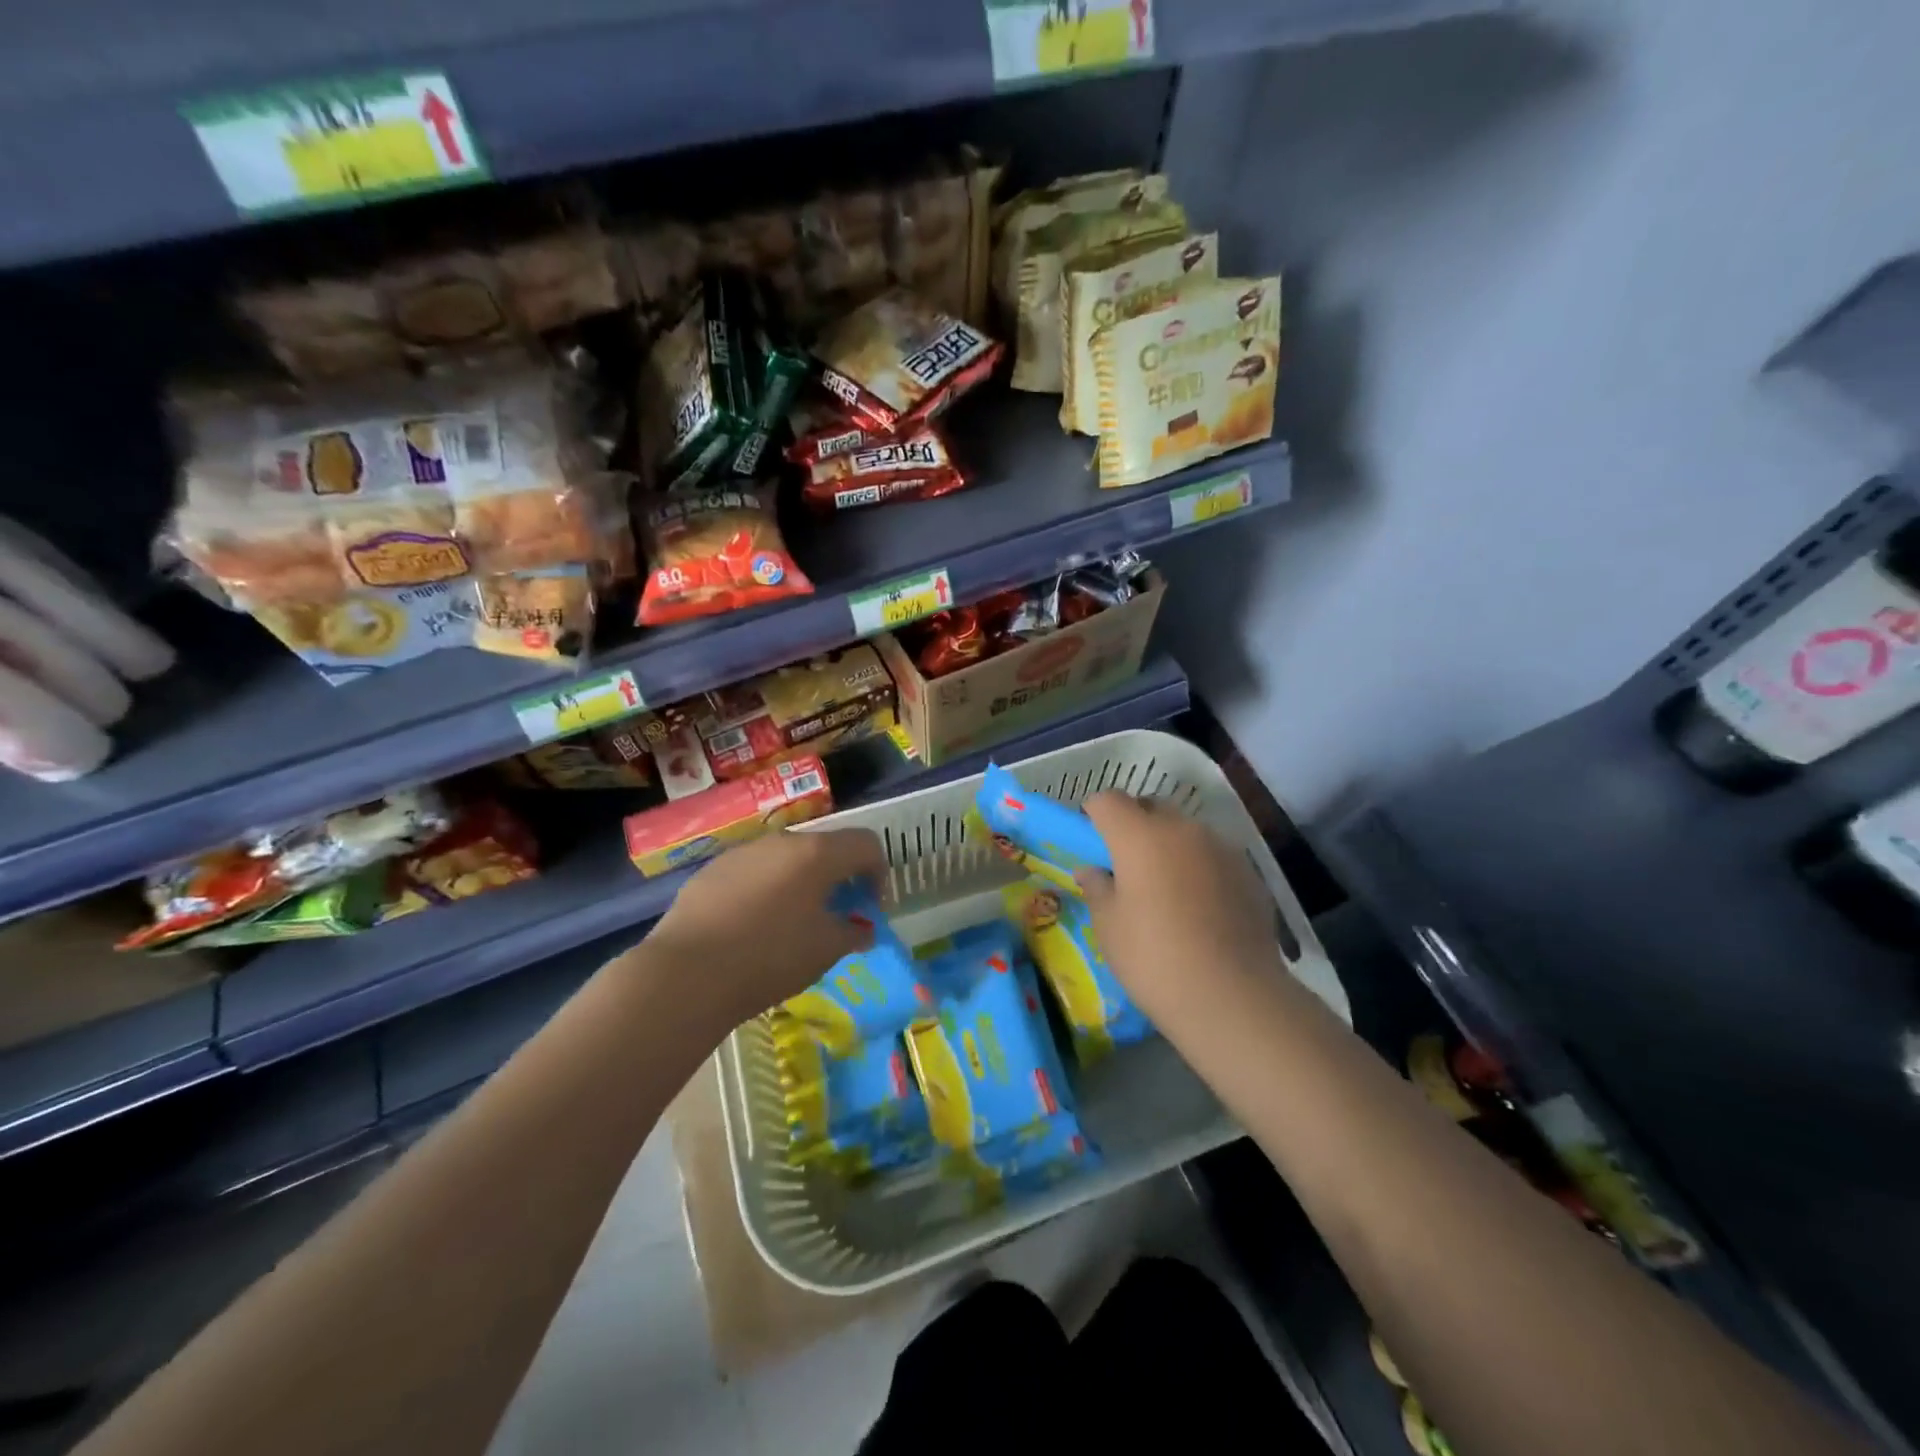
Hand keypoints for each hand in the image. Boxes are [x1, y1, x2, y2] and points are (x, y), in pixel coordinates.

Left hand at [644, 827, 885, 1030]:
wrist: (687, 973)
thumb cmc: (770, 957)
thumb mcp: (826, 950)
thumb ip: (853, 933)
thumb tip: (863, 930)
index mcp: (817, 853)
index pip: (865, 844)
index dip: (878, 873)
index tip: (869, 908)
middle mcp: (781, 842)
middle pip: (824, 848)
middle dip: (838, 878)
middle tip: (835, 916)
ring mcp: (743, 852)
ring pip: (785, 859)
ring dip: (800, 883)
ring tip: (791, 924)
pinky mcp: (712, 870)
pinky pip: (753, 873)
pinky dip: (765, 891)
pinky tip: (751, 928)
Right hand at [1074, 793, 1284, 1030]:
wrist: (1232, 996)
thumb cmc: (1154, 958)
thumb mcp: (1109, 927)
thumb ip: (1098, 889)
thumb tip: (1092, 871)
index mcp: (1139, 835)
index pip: (1109, 800)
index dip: (1096, 814)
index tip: (1093, 839)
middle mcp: (1182, 829)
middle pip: (1151, 807)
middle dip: (1135, 825)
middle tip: (1127, 864)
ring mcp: (1221, 848)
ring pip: (1186, 832)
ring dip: (1171, 847)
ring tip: (1168, 889)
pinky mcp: (1249, 872)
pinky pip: (1214, 857)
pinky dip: (1201, 869)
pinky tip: (1201, 909)